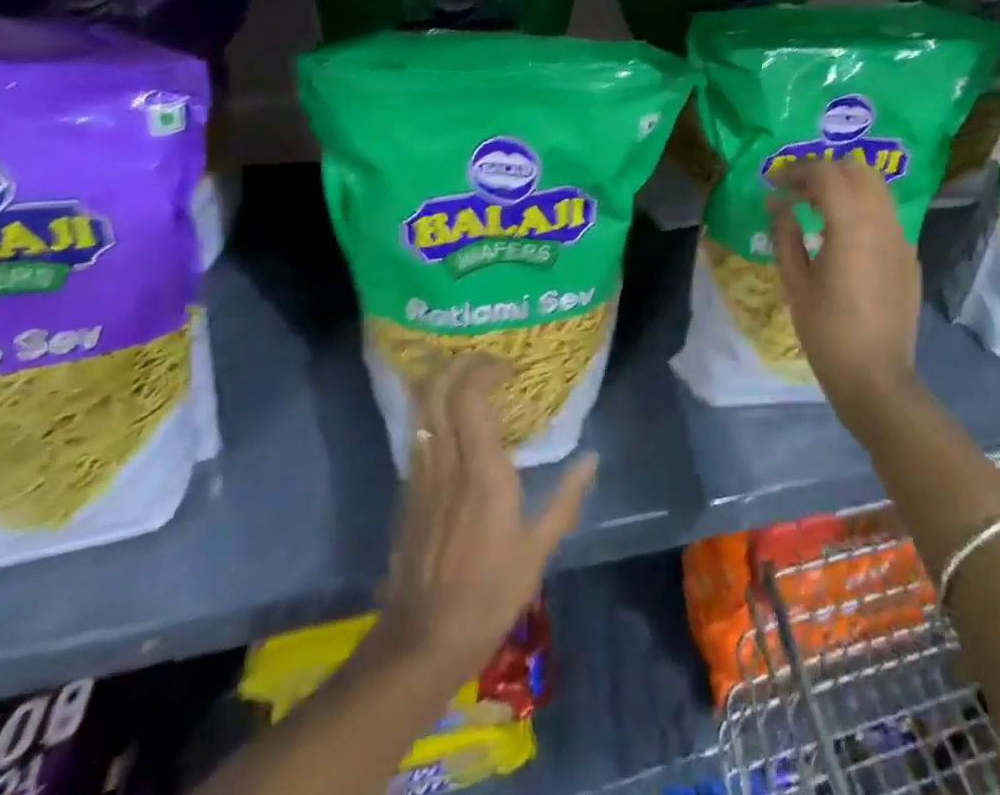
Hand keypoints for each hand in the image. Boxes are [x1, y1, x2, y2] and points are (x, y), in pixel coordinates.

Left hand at [378, 357, 596, 678]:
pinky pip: (416, 434)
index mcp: (482, 471)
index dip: (485, 370)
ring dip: (441, 382)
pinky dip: (432, 412)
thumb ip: (566, 499)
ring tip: (467, 378)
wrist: (423, 639)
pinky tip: (450, 420)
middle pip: (438, 391)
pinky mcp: (407, 492)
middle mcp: (447, 462)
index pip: (471, 397)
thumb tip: (592, 459)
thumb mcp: (538, 549)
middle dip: (457, 363)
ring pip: (421, 409)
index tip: (509, 368)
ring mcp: (421, 476)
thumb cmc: (489, 593)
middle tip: (485, 360)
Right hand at [767, 158, 921, 416]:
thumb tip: (777, 203)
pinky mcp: (909, 256)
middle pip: (857, 169)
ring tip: (817, 208)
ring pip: (876, 188)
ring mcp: (901, 238)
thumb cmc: (827, 331)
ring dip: (846, 186)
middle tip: (797, 191)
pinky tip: (844, 236)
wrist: (876, 377)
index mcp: (852, 223)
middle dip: (824, 171)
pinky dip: (863, 208)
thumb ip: (785, 233)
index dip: (797, 170)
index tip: (775, 183)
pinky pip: (886, 215)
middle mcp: (882, 221)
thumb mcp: (795, 281)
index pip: (826, 173)